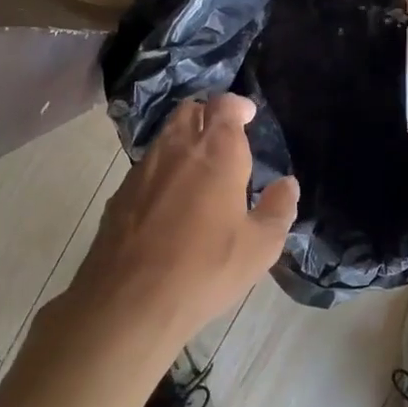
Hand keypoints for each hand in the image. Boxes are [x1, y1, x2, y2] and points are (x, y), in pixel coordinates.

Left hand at [68, 94, 298, 357]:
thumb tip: (287, 184)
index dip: (237, 105)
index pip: (224, 105)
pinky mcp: (120, 194)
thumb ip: (278, 209)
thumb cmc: (205, 269)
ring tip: (201, 169)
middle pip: (189, 110)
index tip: (248, 115)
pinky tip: (171, 201)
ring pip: (165, 137)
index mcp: (216, 153)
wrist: (129, 300)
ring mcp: (142, 170)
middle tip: (225, 137)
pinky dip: (164, 170)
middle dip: (208, 115)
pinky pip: (147, 167)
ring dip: (184, 141)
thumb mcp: (260, 247)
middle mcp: (176, 149)